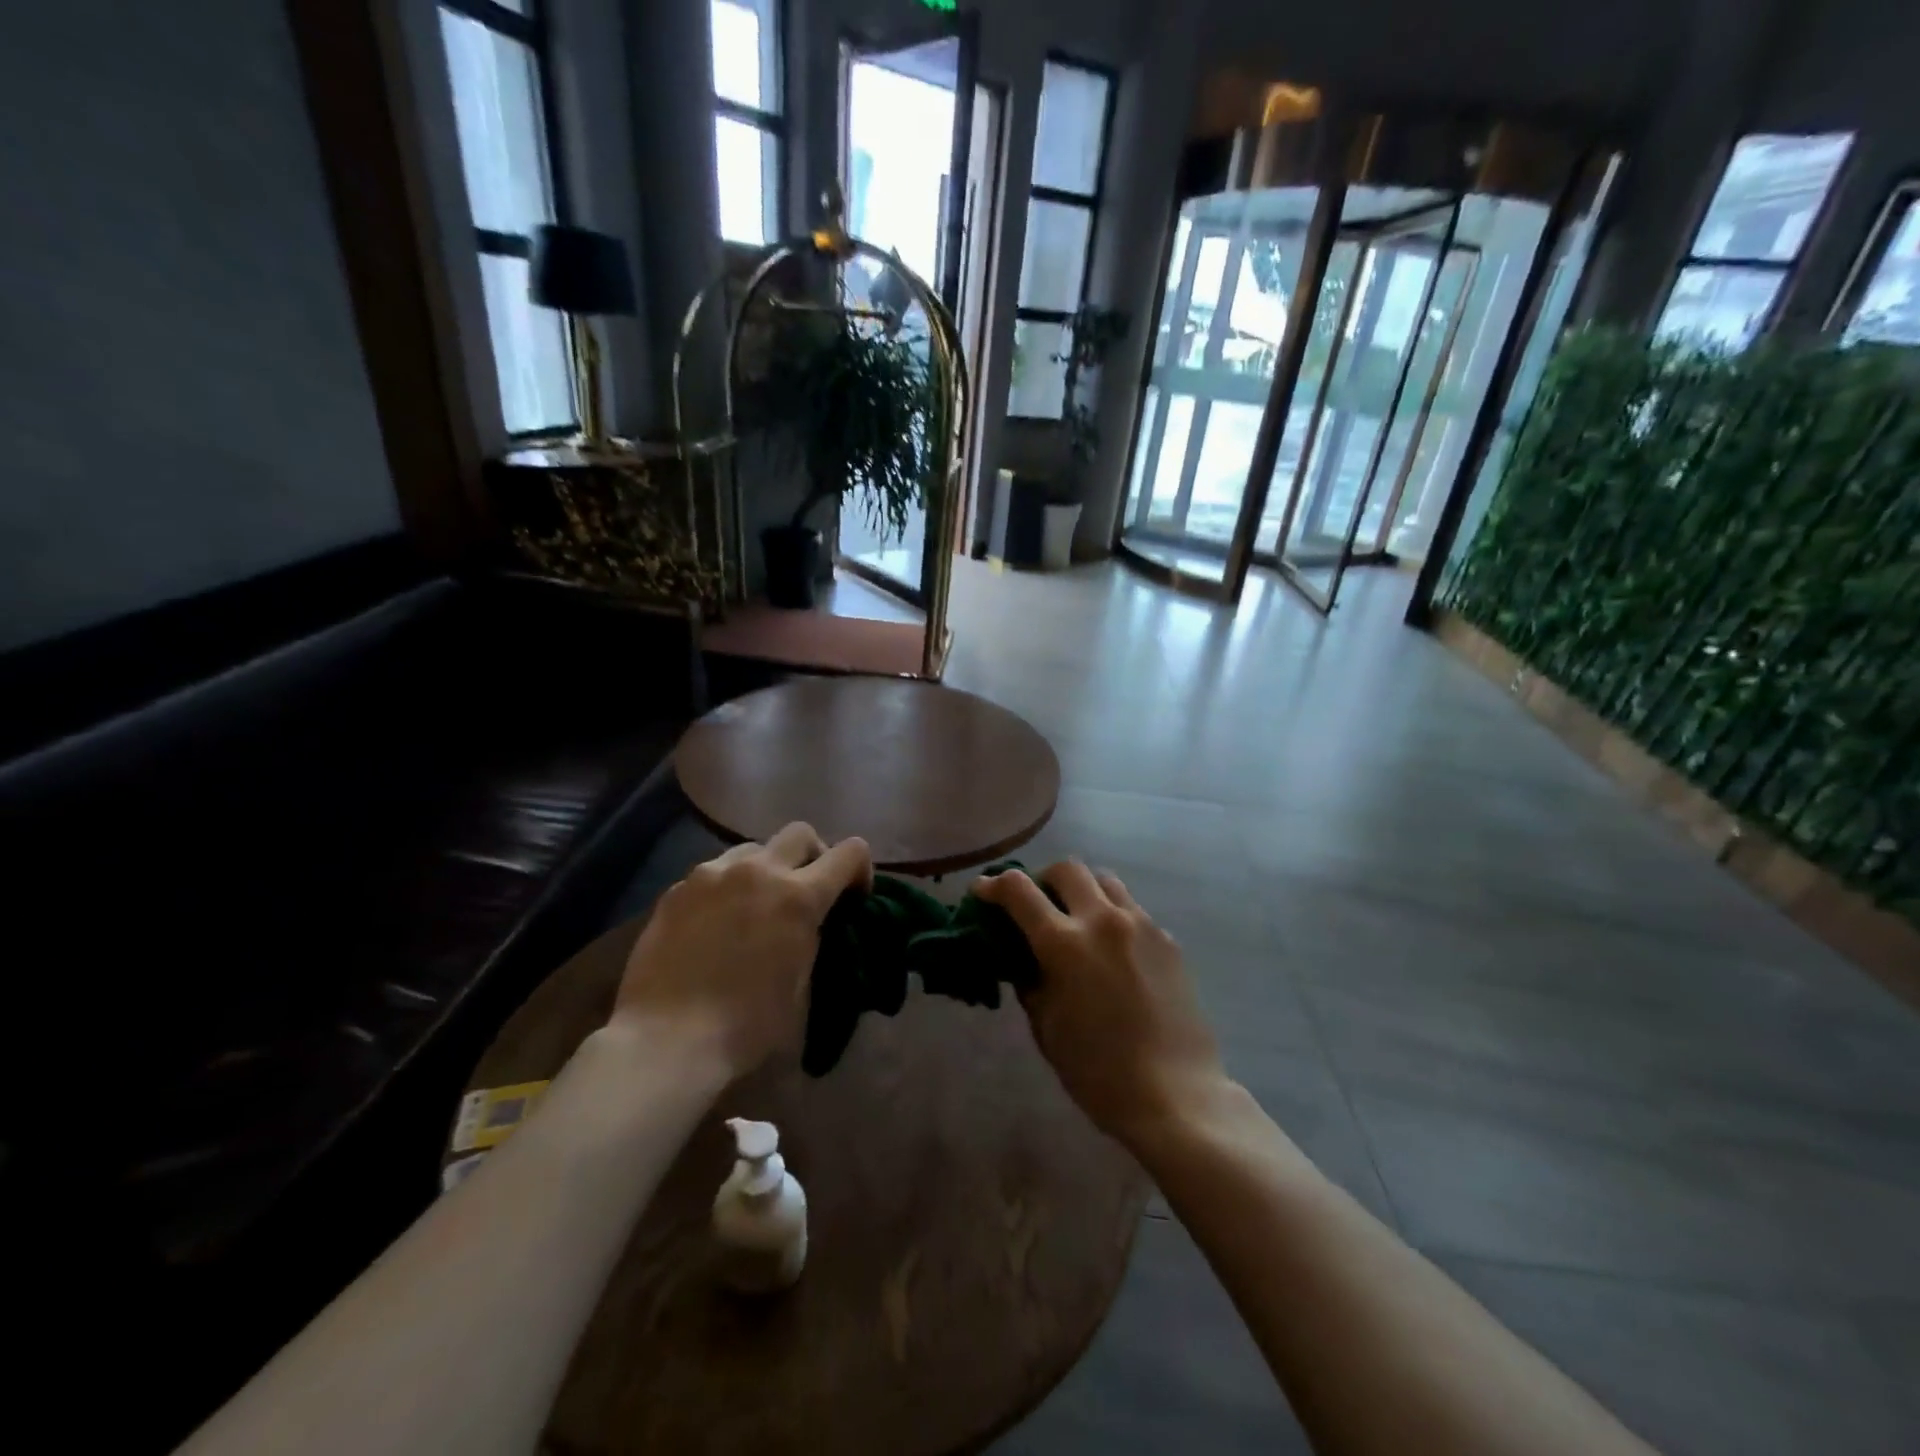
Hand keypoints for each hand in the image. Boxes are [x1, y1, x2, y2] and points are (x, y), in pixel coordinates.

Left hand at [609, 823, 871, 1079]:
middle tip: (806, 893)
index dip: (860, 871)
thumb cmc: (746, 1029)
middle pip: (800, 833)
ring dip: (767, 869)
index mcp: (799, 897)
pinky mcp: (677, 890)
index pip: (849, 852)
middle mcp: (758, 871)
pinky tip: (715, 925)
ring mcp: (712, 875)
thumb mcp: (803, 990)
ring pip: (753, 849)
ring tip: (756, 907)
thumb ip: (813, 943)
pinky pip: (714, 873)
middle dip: (814, 856)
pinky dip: (727, 889)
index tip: (853, 898)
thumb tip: (810, 929)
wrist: (665, 1042)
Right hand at [975, 861, 1228, 1148]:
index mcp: (1064, 943)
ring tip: (1077, 920)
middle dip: (1042, 879)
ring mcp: (1141, 925)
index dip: (994, 885)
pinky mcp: (1167, 939)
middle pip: (1067, 868)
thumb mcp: (1046, 1026)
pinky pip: (1132, 909)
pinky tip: (1113, 951)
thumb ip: (1029, 980)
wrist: (1176, 1094)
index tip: (983, 892)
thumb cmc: (1097, 1070)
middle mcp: (1102, 920)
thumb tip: (1022, 956)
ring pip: (1104, 881)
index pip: (1018, 889)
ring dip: (1082, 890)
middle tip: (1036, 906)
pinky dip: (1112, 916)